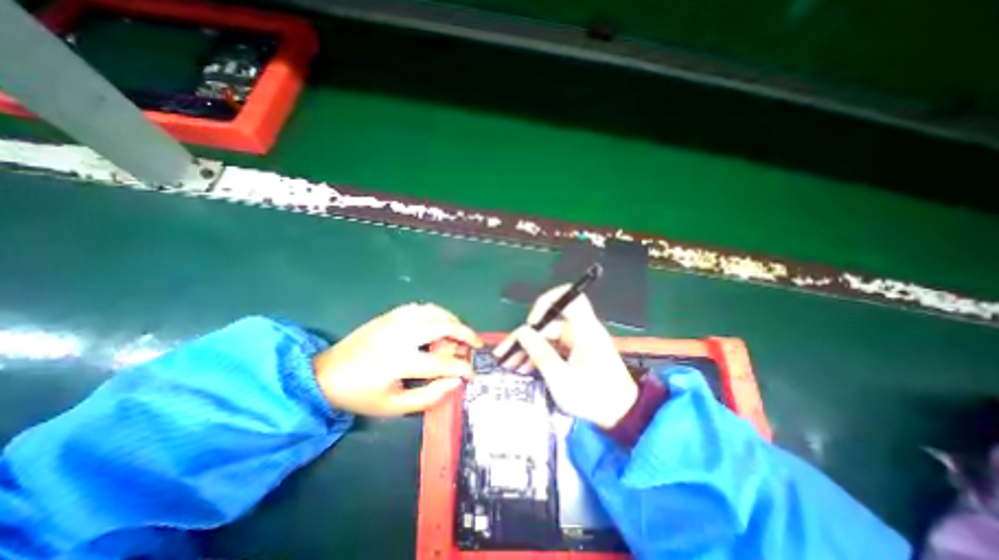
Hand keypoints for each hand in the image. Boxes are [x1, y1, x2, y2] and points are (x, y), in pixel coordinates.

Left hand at [313, 303, 481, 415]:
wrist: (324, 374)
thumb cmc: (361, 395)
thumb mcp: (393, 407)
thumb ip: (428, 397)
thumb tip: (455, 382)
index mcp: (399, 362)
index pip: (441, 362)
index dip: (462, 368)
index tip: (473, 373)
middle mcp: (400, 336)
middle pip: (442, 326)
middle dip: (465, 334)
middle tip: (476, 344)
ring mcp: (395, 321)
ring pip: (434, 312)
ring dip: (453, 320)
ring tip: (461, 332)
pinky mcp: (390, 314)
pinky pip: (421, 307)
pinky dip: (437, 312)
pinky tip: (441, 321)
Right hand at [493, 287, 639, 431]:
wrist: (622, 416)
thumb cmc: (594, 397)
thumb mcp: (562, 379)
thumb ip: (540, 353)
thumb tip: (522, 332)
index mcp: (584, 330)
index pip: (570, 297)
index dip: (548, 301)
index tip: (532, 321)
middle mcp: (581, 331)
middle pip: (549, 323)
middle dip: (526, 337)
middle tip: (506, 354)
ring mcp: (579, 342)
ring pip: (548, 337)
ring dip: (530, 348)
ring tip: (510, 365)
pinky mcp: (577, 352)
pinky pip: (554, 347)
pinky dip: (540, 355)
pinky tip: (525, 368)